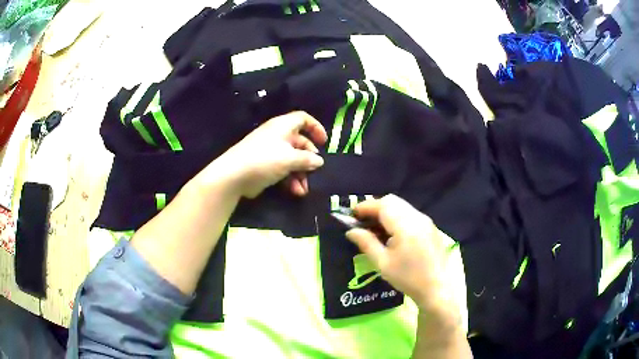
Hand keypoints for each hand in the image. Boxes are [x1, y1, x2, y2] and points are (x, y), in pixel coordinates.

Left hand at [214, 111, 327, 198]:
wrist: (234, 176)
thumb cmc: (264, 160)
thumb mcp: (290, 158)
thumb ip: (307, 159)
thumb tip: (319, 161)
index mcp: (283, 126)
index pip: (303, 119)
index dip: (316, 127)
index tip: (324, 142)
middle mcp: (277, 136)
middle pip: (299, 142)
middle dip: (308, 158)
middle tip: (314, 171)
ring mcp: (270, 151)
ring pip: (292, 159)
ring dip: (300, 174)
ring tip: (303, 189)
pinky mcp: (265, 166)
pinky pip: (283, 169)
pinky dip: (290, 179)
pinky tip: (295, 191)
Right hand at [346, 195, 455, 314]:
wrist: (437, 289)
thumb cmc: (408, 278)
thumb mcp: (383, 263)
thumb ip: (366, 243)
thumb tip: (351, 231)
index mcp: (405, 226)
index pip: (383, 205)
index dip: (365, 206)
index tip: (352, 215)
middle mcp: (417, 217)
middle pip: (393, 201)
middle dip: (375, 207)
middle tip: (362, 222)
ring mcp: (426, 221)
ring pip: (402, 206)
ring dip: (386, 211)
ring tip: (375, 228)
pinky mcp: (430, 227)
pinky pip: (410, 214)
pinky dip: (397, 216)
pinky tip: (392, 233)